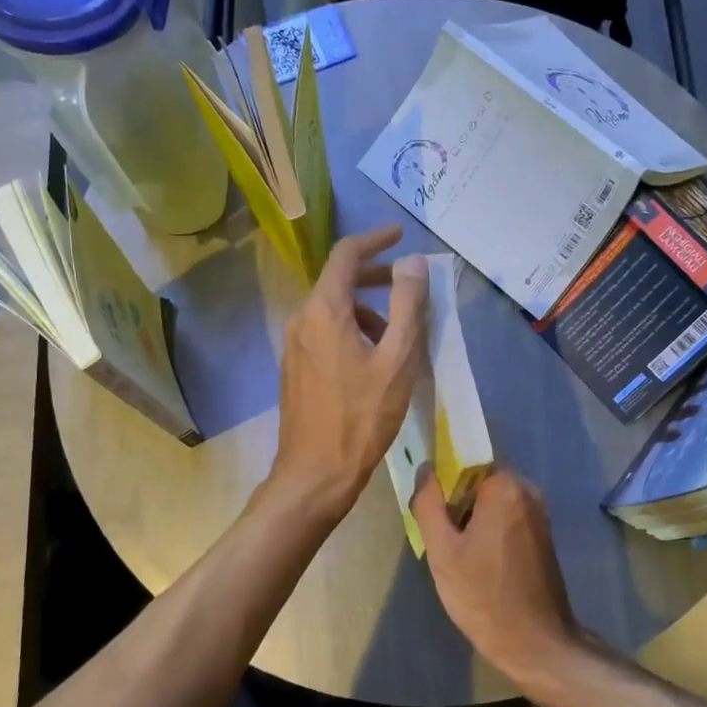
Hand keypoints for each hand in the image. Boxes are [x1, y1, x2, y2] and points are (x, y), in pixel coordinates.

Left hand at [269, 225, 426, 522]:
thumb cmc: (363, 416)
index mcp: (324, 310)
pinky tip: (373, 361)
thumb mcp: (397, 359)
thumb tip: (412, 262)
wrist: (316, 472)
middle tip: (408, 286)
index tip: (400, 234)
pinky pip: (324, 334)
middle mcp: (301, 319)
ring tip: (398, 337)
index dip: (375, 239)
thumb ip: (407, 305)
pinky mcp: (295, 369)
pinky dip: (351, 332)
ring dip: (366, 311)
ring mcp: (293, 346)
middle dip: (375, 277)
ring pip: (332, 311)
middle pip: (338, 282)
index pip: (346, 255)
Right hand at [411, 468, 583, 682]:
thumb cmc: (483, 594)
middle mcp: (528, 491)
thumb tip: (426, 470)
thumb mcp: (442, 550)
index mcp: (505, 487)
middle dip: (458, 506)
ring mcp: (540, 514)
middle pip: (479, 483)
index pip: (464, 464)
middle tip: (444, 542)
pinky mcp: (543, 536)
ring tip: (460, 557)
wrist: (535, 642)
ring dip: (472, 522)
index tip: (434, 518)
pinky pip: (507, 520)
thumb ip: (428, 503)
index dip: (443, 487)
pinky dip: (490, 533)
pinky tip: (480, 565)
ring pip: (492, 503)